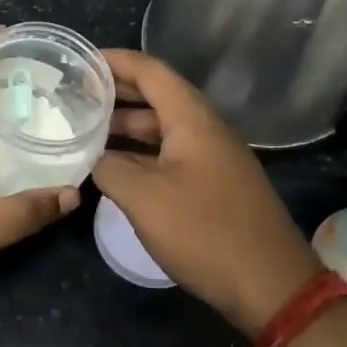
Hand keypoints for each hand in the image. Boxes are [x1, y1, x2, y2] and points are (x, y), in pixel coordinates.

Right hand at [92, 49, 322, 334]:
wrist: (271, 286)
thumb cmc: (205, 231)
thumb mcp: (144, 198)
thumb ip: (109, 169)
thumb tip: (92, 159)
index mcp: (192, 119)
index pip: (150, 71)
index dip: (114, 61)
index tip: (80, 60)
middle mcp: (206, 130)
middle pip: (157, 96)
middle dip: (117, 91)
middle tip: (76, 92)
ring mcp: (213, 158)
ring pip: (163, 128)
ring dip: (127, 125)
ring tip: (86, 128)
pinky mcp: (214, 185)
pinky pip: (171, 154)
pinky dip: (141, 152)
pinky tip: (115, 167)